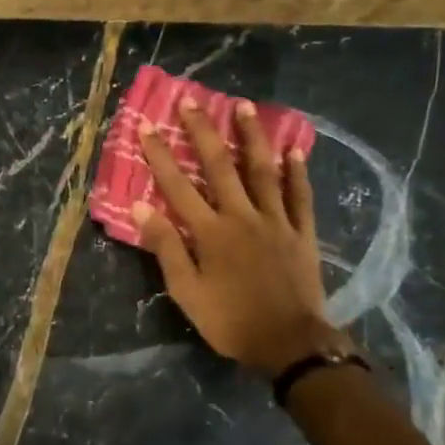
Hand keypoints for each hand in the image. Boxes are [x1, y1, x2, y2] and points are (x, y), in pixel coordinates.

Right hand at [133, 98, 332, 377]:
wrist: (289, 343)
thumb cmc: (230, 321)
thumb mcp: (186, 292)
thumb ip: (166, 248)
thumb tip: (142, 207)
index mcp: (209, 232)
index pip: (178, 187)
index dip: (160, 156)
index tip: (146, 126)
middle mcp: (241, 216)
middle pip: (219, 167)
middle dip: (202, 132)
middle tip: (191, 101)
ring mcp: (276, 221)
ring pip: (262, 171)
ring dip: (252, 137)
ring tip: (244, 107)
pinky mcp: (302, 233)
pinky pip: (299, 196)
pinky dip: (296, 172)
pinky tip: (294, 150)